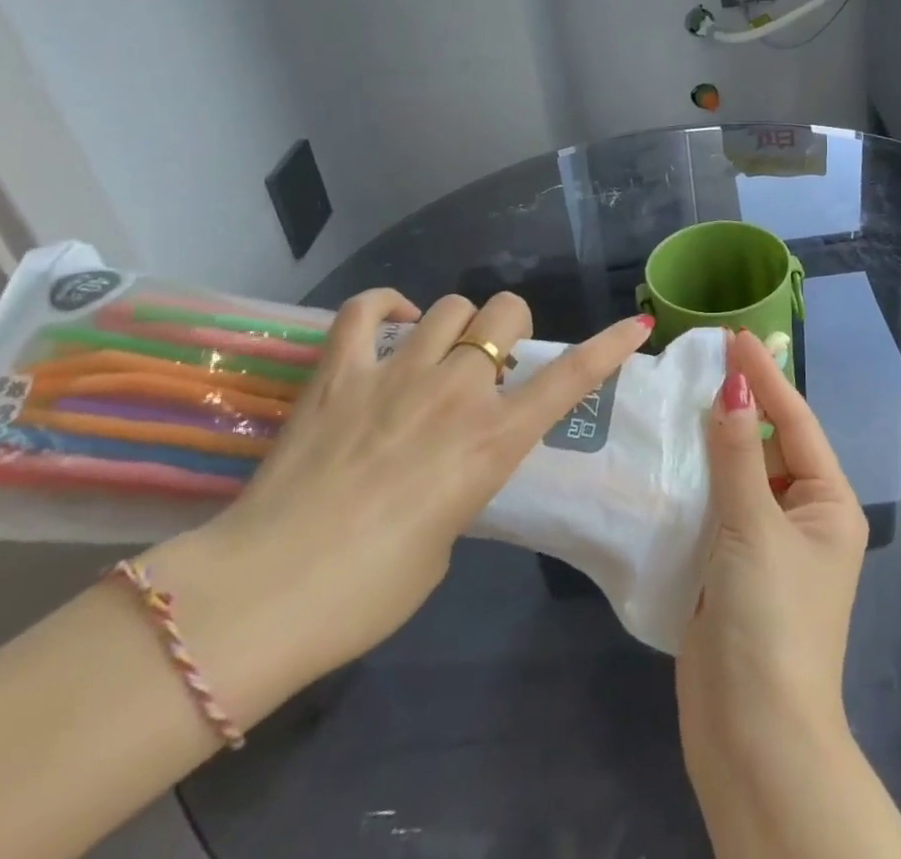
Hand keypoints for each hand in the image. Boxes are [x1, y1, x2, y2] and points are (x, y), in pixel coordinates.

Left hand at [151, 289, 652, 714]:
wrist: (265, 595)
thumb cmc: (369, 591)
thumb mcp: (446, 538)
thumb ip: (461, 480)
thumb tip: (445, 459)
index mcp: (492, 441)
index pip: (570, 378)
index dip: (608, 348)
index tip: (635, 325)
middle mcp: (455, 393)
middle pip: (506, 313)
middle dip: (509, 329)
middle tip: (490, 363)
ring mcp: (395, 374)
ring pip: (450, 306)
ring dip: (457, 325)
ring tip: (437, 352)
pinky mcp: (338, 372)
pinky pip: (366, 309)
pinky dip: (386, 306)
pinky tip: (394, 323)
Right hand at [677, 329, 869, 776]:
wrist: (752, 738)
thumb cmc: (769, 620)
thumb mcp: (754, 527)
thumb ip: (738, 454)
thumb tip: (733, 388)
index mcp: (829, 504)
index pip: (795, 422)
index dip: (766, 377)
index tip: (735, 337)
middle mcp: (804, 518)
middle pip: (769, 445)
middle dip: (739, 404)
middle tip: (702, 360)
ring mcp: (767, 545)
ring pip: (739, 474)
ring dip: (714, 440)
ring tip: (681, 393)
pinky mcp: (732, 568)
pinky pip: (716, 507)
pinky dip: (696, 479)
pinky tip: (668, 453)